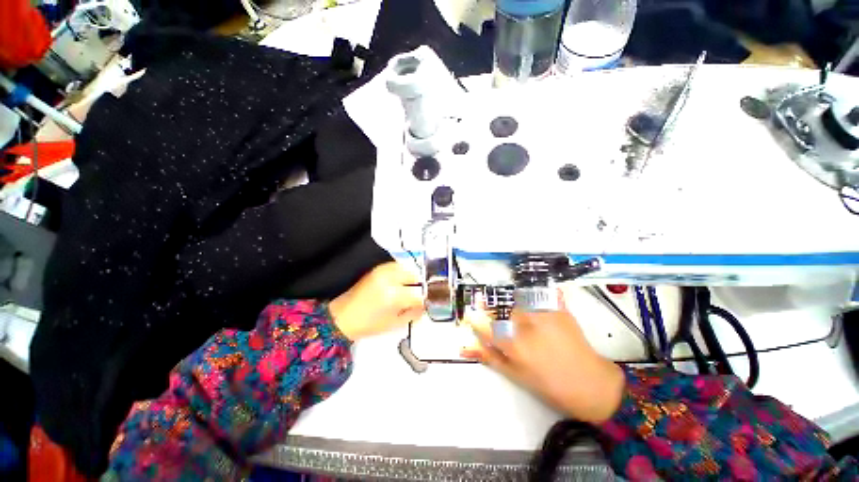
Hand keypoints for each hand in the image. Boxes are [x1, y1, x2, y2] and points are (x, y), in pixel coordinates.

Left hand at [329, 262, 423, 340]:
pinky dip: (402, 272)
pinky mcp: (377, 269)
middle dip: (419, 287)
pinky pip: (397, 266)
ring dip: (411, 278)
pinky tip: (400, 281)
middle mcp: (389, 279)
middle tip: (417, 296)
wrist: (342, 317)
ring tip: (409, 288)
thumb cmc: (367, 325)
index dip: (424, 300)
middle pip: (414, 276)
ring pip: (407, 268)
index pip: (418, 294)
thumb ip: (414, 313)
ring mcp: (382, 271)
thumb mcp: (395, 323)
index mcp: (393, 295)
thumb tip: (425, 306)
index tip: (425, 304)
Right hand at [462, 292, 624, 423]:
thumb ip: (490, 357)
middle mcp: (525, 324)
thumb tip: (466, 346)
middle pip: (505, 312)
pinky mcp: (557, 308)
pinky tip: (547, 321)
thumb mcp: (516, 376)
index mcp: (514, 345)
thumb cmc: (550, 385)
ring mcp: (543, 313)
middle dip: (507, 319)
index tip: (473, 316)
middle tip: (521, 333)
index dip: (477, 320)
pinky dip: (538, 306)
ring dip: (523, 313)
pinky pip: (539, 300)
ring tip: (538, 330)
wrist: (591, 384)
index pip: (485, 325)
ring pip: (521, 304)